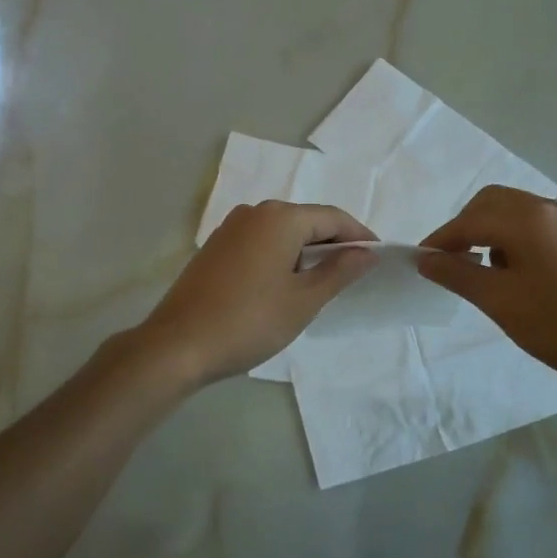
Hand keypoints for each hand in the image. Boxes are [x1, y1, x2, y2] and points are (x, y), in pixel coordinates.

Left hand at [136, 203, 377, 385]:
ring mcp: (230, 228)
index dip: (359, 236)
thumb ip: (339, 271)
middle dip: (333, 244)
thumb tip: (366, 252)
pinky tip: (283, 285)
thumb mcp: (304, 300)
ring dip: (306, 252)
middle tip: (353, 275)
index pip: (333, 217)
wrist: (178, 345)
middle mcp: (254, 212)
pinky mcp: (215, 247)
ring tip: (322, 284)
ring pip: (282, 232)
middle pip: (307, 221)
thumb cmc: (250, 321)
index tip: (378, 259)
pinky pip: (260, 243)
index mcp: (280, 218)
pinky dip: (280, 257)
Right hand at [417, 186, 556, 396]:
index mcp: (526, 218)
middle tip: (451, 262)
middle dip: (466, 227)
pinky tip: (517, 271)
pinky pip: (537, 223)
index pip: (469, 220)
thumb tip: (426, 259)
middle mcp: (549, 207)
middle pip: (492, 202)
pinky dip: (515, 236)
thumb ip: (457, 274)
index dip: (441, 240)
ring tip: (484, 270)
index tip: (422, 262)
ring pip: (515, 210)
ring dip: (491, 230)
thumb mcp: (500, 302)